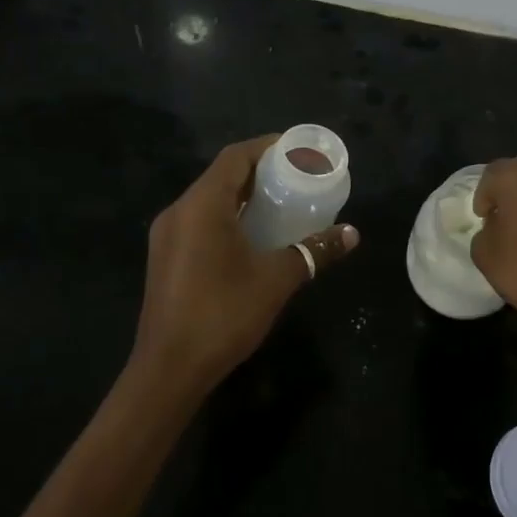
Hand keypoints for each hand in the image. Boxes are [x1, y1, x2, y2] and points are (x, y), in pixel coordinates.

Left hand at [131, 135, 358, 396]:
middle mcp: (179, 212)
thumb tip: (351, 234)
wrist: (169, 369)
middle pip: (221, 176)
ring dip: (243, 196)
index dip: (267, 147)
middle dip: (259, 171)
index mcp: (202, 205)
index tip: (298, 150)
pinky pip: (199, 222)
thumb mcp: (276, 279)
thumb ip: (314, 251)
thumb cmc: (223, 314)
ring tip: (280, 203)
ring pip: (209, 200)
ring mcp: (167, 236)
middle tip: (296, 176)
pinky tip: (253, 236)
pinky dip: (228, 217)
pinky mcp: (165, 258)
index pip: (235, 157)